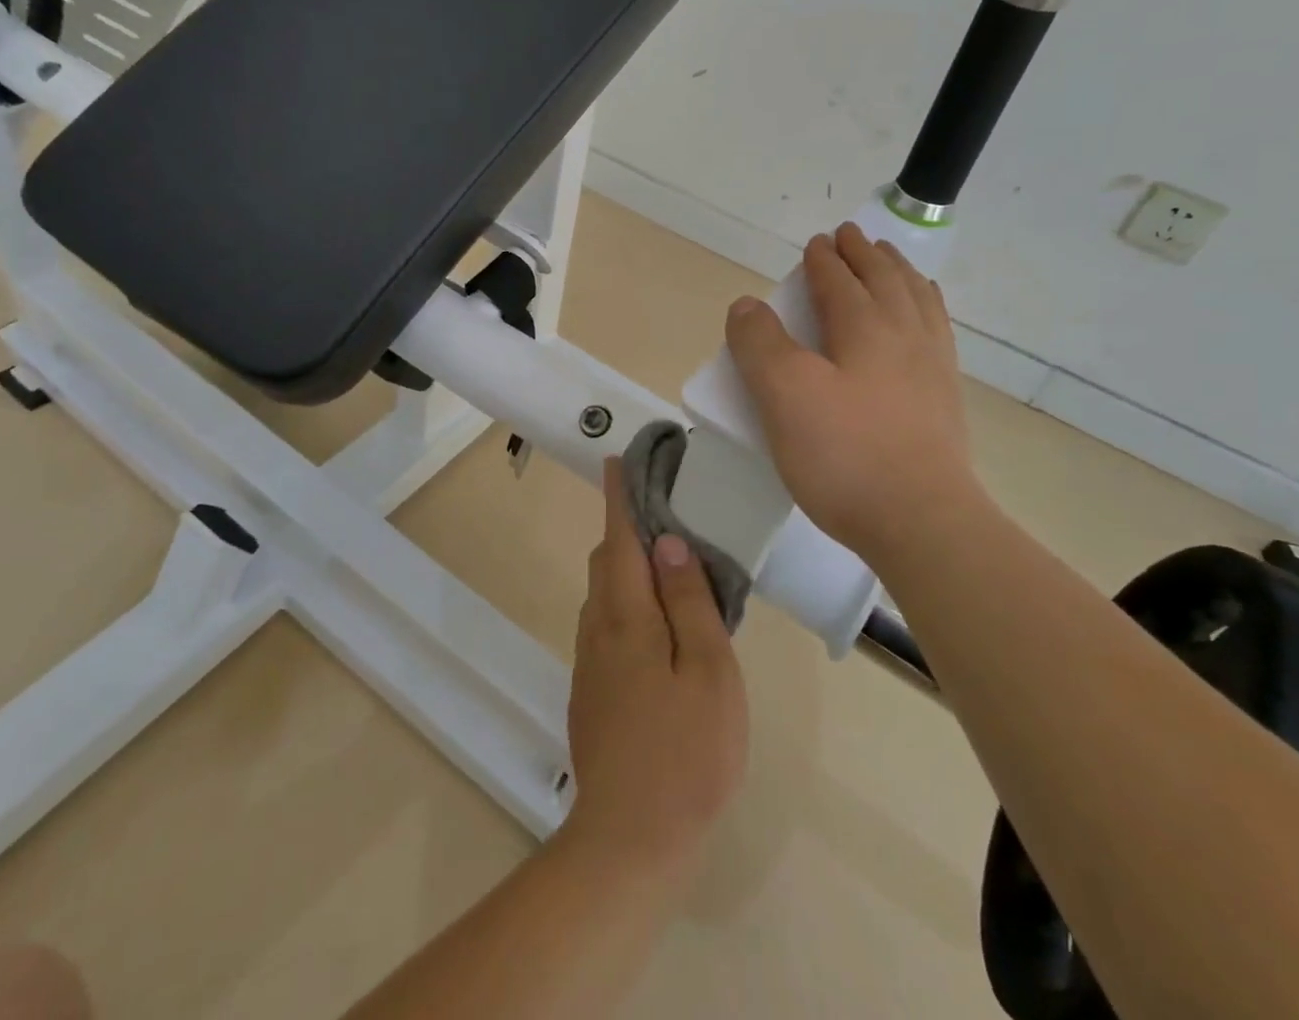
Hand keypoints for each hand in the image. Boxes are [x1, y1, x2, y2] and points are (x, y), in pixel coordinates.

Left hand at [565, 463, 747, 877]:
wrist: (629, 839)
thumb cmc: (685, 752)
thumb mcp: (708, 672)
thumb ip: (689, 601)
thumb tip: (667, 542)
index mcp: (627, 616)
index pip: (620, 537)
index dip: (619, 496)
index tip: (618, 460)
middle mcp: (598, 629)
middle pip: (608, 561)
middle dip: (627, 529)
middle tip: (668, 517)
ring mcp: (590, 662)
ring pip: (605, 594)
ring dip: (629, 567)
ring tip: (671, 569)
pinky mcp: (591, 691)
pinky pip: (607, 626)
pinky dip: (628, 603)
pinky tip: (659, 628)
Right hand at [724, 222, 976, 554]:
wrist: (922, 521)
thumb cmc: (844, 454)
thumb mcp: (784, 395)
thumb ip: (760, 344)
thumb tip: (747, 304)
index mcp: (865, 328)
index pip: (840, 280)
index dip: (823, 259)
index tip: (815, 243)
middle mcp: (904, 335)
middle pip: (884, 280)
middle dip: (864, 255)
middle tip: (852, 236)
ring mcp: (932, 367)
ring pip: (917, 301)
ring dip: (899, 273)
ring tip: (890, 262)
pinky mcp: (944, 400)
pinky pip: (938, 331)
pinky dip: (927, 307)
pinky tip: (923, 318)